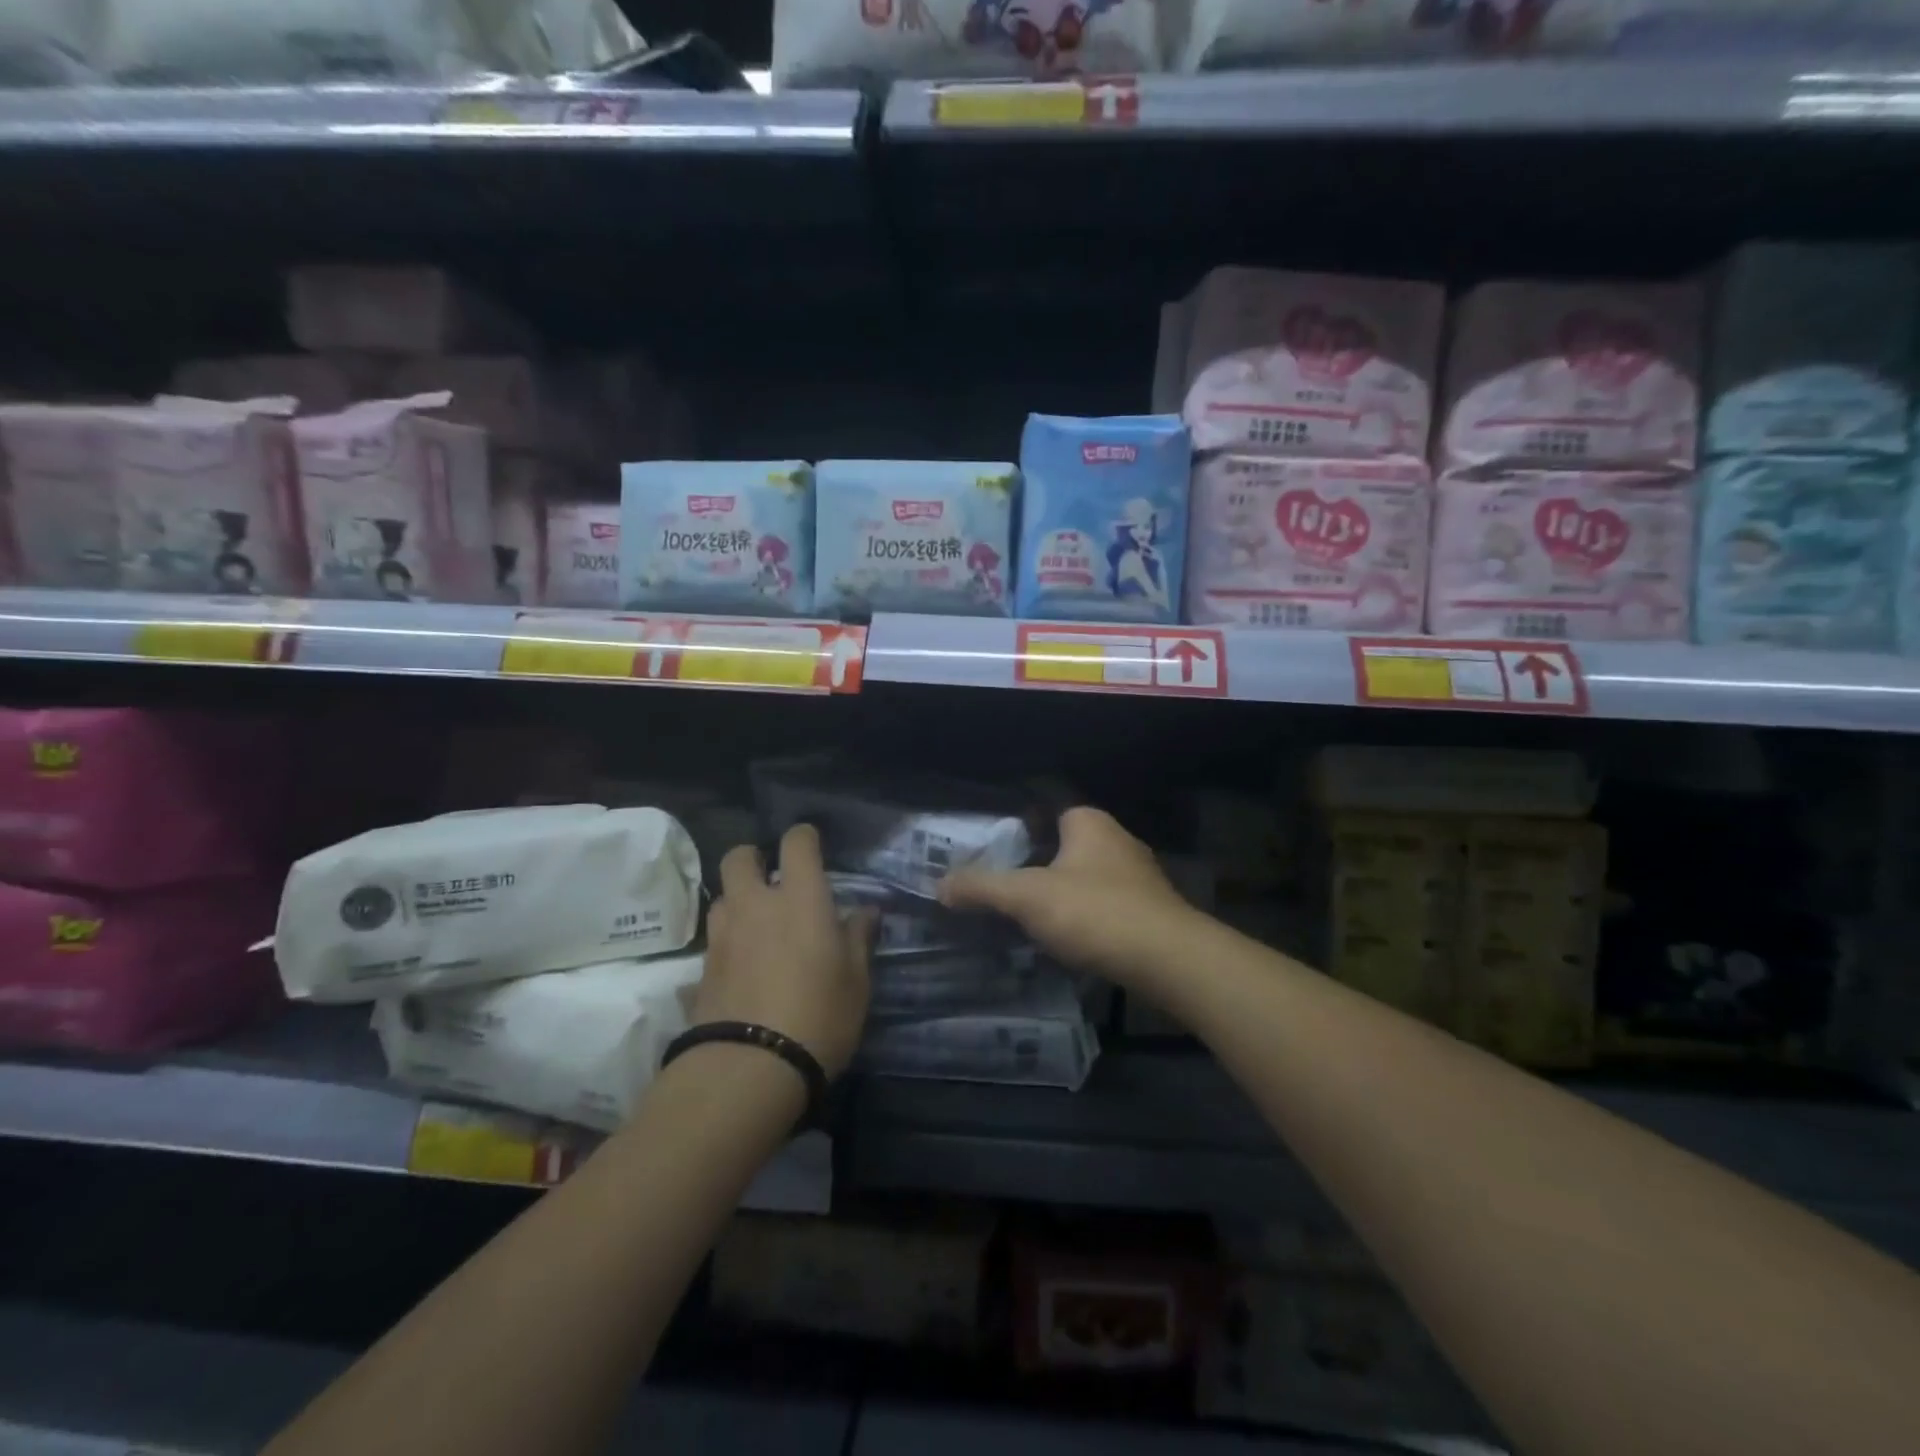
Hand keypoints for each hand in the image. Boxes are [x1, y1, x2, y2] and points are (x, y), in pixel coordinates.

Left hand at [695, 824, 874, 1078]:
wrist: (750, 1069)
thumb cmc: (819, 1015)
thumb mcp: (856, 980)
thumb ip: (859, 938)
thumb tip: (866, 911)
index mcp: (800, 898)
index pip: (796, 842)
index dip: (804, 837)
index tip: (813, 846)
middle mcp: (755, 904)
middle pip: (739, 857)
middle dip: (754, 859)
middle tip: (773, 880)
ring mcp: (722, 935)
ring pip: (722, 897)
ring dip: (738, 901)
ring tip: (758, 926)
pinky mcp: (701, 969)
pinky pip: (714, 940)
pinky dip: (728, 943)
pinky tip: (743, 968)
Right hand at [938, 807, 1202, 986]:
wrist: (1168, 960)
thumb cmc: (1094, 912)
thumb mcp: (1027, 897)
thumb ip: (982, 888)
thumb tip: (939, 885)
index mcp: (1089, 822)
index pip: (1048, 810)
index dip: (1020, 827)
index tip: (993, 849)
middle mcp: (1117, 840)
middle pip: (1065, 846)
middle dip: (1037, 865)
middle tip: (1003, 887)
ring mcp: (1139, 877)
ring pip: (1086, 879)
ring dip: (1062, 895)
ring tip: (1028, 918)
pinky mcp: (1150, 912)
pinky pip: (1105, 907)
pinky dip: (1085, 919)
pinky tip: (1068, 941)